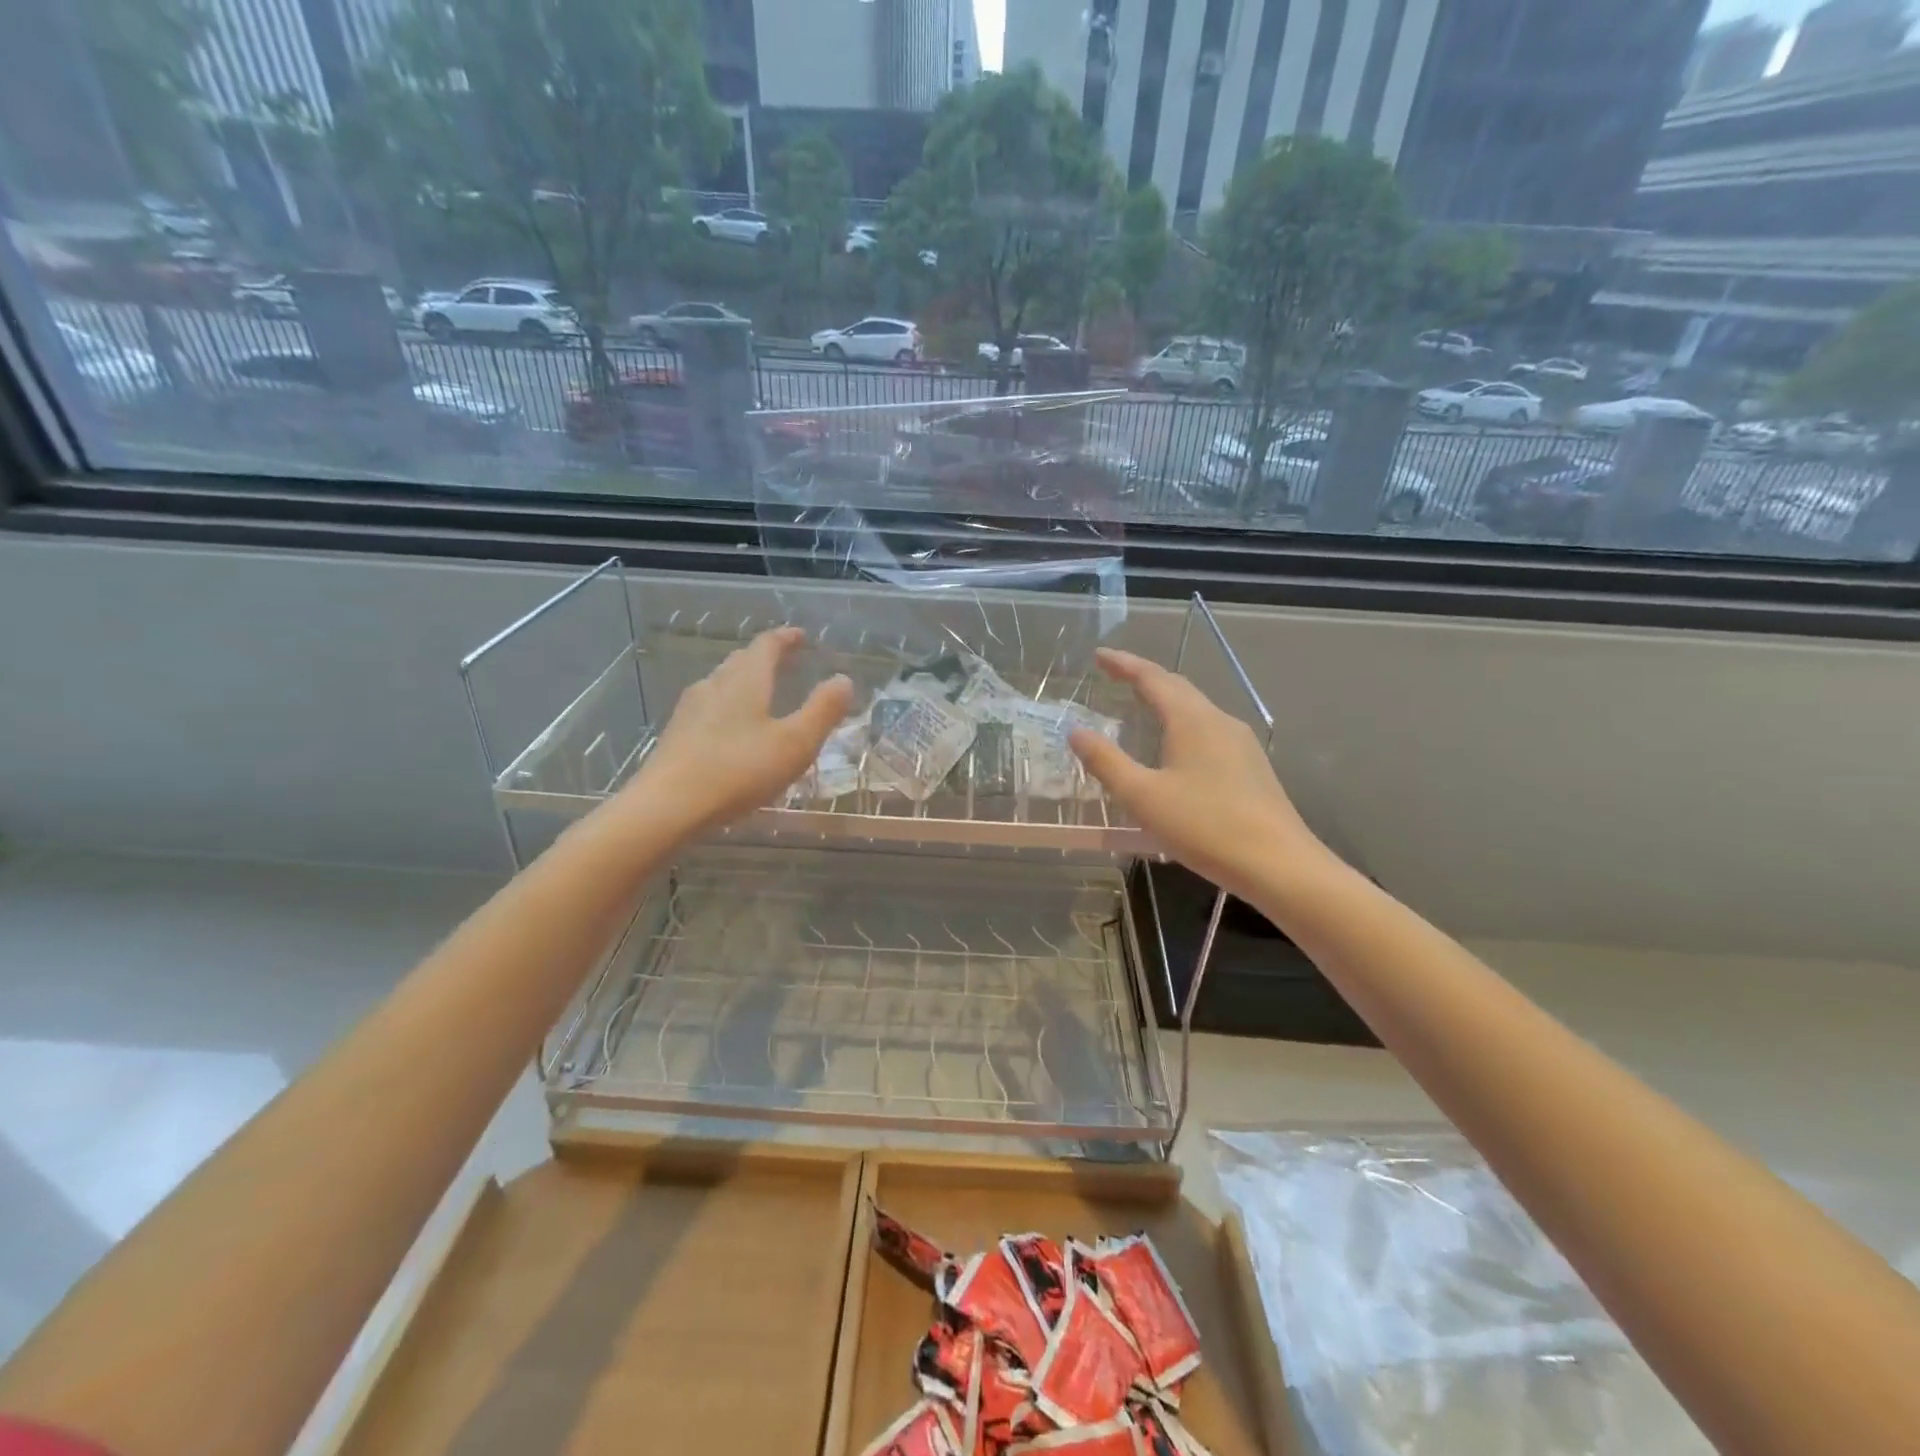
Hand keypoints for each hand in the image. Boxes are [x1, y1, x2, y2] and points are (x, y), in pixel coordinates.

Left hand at [626, 626, 852, 837]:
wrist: (668, 806)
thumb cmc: (739, 770)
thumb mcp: (795, 743)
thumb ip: (822, 710)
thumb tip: (843, 679)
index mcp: (746, 680)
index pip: (766, 645)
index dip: (786, 638)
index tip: (801, 637)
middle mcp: (715, 684)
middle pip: (742, 661)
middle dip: (766, 658)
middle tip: (787, 663)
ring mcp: (691, 709)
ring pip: (722, 684)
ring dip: (745, 682)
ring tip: (763, 694)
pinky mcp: (677, 734)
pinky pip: (709, 708)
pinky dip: (729, 707)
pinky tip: (732, 730)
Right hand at [1068, 648, 1325, 898]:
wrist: (1278, 864)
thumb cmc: (1204, 826)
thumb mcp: (1142, 796)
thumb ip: (1106, 761)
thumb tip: (1076, 731)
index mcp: (1191, 720)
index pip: (1152, 678)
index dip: (1124, 664)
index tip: (1099, 656)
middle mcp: (1219, 721)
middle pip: (1178, 687)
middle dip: (1145, 677)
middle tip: (1115, 675)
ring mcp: (1241, 743)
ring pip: (1197, 708)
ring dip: (1166, 699)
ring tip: (1141, 705)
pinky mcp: (1251, 766)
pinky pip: (1209, 729)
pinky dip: (1183, 722)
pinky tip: (1176, 746)